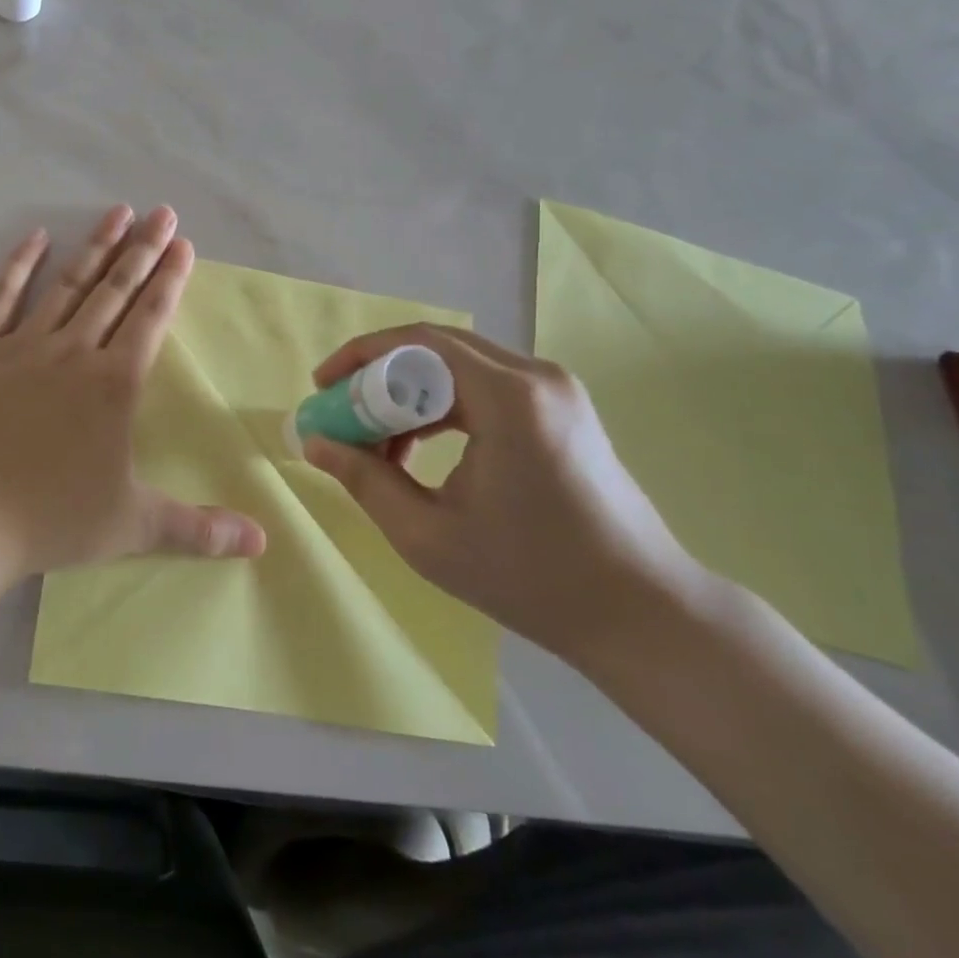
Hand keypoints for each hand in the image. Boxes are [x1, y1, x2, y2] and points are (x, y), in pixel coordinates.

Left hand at [0, 205, 266, 575]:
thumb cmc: (50, 517)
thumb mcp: (133, 526)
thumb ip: (199, 529)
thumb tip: (262, 544)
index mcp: (115, 383)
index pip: (151, 317)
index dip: (171, 279)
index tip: (185, 245)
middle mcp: (74, 351)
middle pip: (116, 290)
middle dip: (143, 249)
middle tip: (163, 213)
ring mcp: (23, 345)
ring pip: (68, 284)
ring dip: (96, 247)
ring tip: (118, 211)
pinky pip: (1, 297)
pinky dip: (19, 265)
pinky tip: (36, 236)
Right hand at [300, 325, 704, 664]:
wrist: (644, 614)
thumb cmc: (532, 578)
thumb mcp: (428, 535)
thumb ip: (365, 480)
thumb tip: (314, 443)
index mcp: (508, 398)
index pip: (418, 343)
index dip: (360, 357)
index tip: (321, 387)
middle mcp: (536, 377)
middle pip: (436, 349)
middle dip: (378, 376)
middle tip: (340, 412)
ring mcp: (556, 390)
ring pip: (459, 367)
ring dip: (409, 394)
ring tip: (375, 440)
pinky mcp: (563, 409)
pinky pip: (485, 387)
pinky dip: (442, 406)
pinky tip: (419, 447)